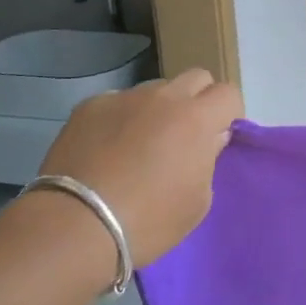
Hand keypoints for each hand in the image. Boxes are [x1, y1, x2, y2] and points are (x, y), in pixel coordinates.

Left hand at [35, 69, 241, 266]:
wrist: (76, 226)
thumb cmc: (149, 221)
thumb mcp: (197, 202)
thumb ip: (209, 160)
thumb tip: (209, 138)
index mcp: (197, 118)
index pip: (228, 93)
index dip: (229, 113)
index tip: (218, 138)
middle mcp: (164, 97)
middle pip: (196, 78)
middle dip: (198, 100)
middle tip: (186, 135)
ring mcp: (124, 98)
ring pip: (155, 89)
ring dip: (159, 108)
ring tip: (141, 143)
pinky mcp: (90, 106)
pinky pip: (117, 102)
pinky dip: (121, 118)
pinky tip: (106, 149)